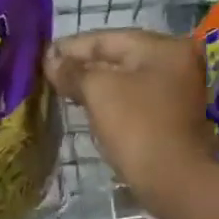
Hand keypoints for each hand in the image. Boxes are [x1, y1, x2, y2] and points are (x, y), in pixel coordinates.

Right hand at [45, 29, 209, 203]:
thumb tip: (50, 59)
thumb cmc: (136, 126)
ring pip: (124, 77)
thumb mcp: (98, 91)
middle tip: (49, 72)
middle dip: (82, 64)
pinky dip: (109, 98)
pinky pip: (132, 96)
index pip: (105, 39)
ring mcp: (176, 88)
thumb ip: (72, 70)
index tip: (41, 55)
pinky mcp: (171, 114)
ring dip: (93, 82)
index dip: (70, 47)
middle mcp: (175, 61)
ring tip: (62, 88)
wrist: (174, 180)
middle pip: (117, 56)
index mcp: (162, 47)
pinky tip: (86, 104)